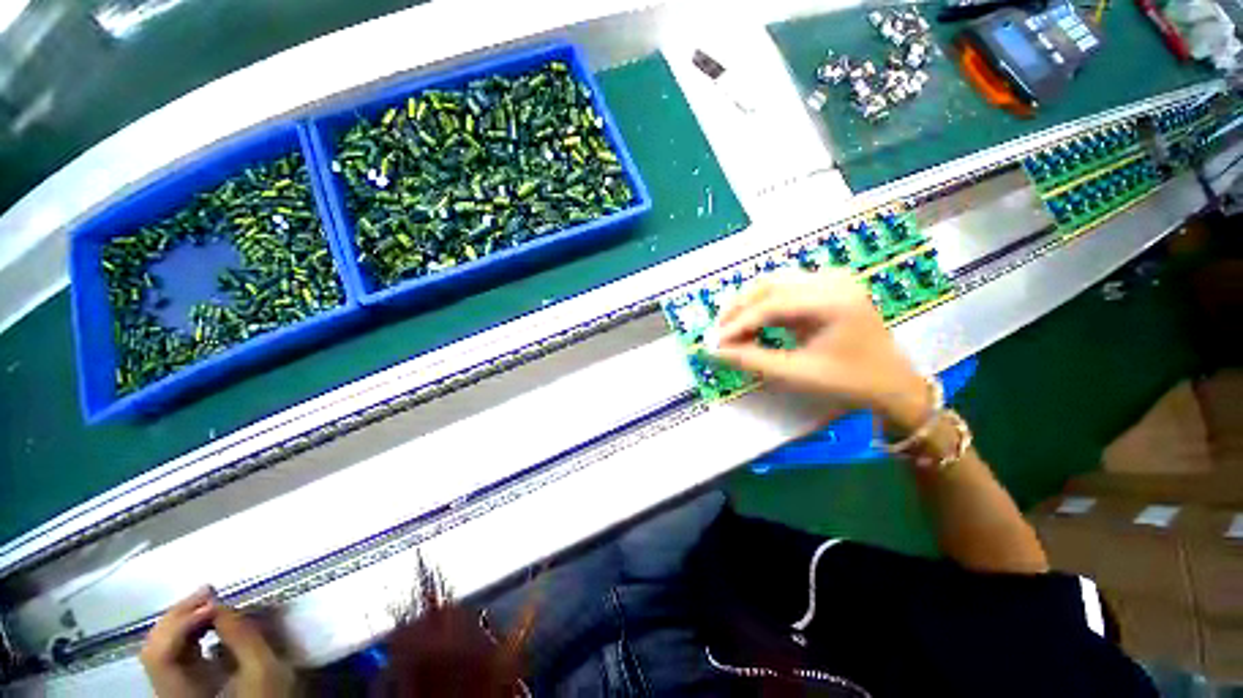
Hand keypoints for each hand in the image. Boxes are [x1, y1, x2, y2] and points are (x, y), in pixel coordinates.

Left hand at [141, 587, 295, 697]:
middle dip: (181, 615)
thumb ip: (243, 639)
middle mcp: (165, 688)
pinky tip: (206, 620)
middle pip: (155, 646)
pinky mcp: (181, 679)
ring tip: (210, 601)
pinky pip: (172, 650)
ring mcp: (171, 684)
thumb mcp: (262, 670)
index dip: (182, 623)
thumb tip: (222, 605)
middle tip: (209, 591)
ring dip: (183, 618)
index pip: (160, 653)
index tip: (214, 601)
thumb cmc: (264, 693)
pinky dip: (187, 629)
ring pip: (161, 645)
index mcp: (179, 692)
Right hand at [711, 269, 930, 432]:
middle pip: (769, 285)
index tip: (715, 342)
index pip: (771, 304)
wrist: (892, 384)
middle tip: (718, 332)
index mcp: (833, 300)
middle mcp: (832, 280)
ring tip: (730, 328)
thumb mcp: (797, 374)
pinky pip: (784, 289)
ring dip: (747, 304)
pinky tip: (751, 322)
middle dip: (738, 308)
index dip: (738, 323)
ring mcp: (831, 279)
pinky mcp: (827, 286)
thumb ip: (752, 360)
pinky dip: (763, 305)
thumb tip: (714, 352)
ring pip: (773, 283)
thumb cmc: (848, 382)